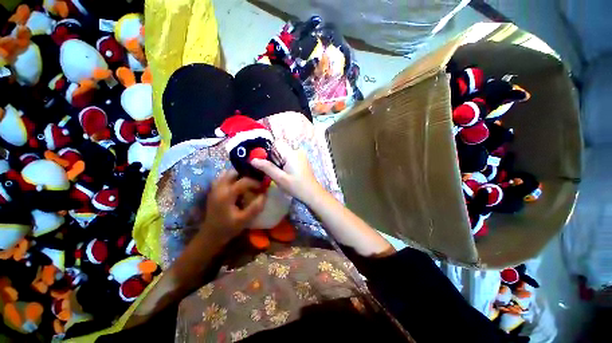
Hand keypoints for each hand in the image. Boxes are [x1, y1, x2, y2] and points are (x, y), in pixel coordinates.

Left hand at [200, 169, 265, 242]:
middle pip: (234, 172)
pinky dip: (232, 178)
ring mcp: (214, 188)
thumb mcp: (244, 220)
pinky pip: (223, 177)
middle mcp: (219, 188)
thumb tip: (265, 194)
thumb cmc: (228, 228)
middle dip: (246, 174)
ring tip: (248, 182)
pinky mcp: (213, 190)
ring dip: (239, 175)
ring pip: (227, 173)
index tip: (263, 187)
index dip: (256, 182)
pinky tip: (238, 185)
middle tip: (256, 181)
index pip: (244, 181)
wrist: (211, 235)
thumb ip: (255, 207)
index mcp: (226, 195)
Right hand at [251, 142, 324, 204]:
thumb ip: (267, 167)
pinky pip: (290, 157)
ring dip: (279, 161)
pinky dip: (285, 163)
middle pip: (280, 148)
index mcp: (291, 153)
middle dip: (274, 157)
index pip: (276, 143)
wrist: (312, 193)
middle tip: (274, 171)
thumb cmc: (296, 186)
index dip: (268, 151)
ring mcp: (301, 155)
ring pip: (284, 153)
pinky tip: (287, 173)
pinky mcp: (302, 160)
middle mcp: (297, 151)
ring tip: (281, 173)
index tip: (266, 162)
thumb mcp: (280, 178)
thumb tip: (252, 159)